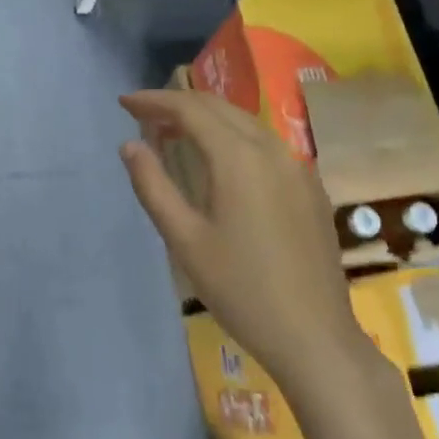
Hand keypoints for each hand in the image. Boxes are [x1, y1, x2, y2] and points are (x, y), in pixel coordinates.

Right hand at [119, 89, 364, 389]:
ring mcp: (297, 168)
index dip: (154, 100)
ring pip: (246, 123)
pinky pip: (266, 145)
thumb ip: (153, 186)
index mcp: (239, 158)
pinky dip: (233, 137)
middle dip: (179, 104)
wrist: (314, 337)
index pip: (190, 109)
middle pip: (220, 108)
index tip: (124, 103)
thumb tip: (129, 145)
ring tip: (173, 132)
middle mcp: (272, 151)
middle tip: (143, 114)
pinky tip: (220, 160)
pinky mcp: (310, 189)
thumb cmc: (240, 289)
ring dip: (207, 118)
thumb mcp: (184, 240)